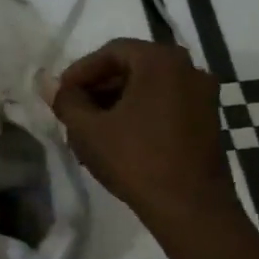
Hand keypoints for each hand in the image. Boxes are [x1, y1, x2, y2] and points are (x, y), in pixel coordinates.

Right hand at [51, 38, 243, 231]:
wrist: (190, 207)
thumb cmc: (135, 160)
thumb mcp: (88, 130)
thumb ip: (66, 101)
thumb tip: (49, 85)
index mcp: (161, 61)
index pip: (112, 51)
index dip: (81, 71)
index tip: (62, 94)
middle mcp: (188, 68)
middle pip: (133, 67)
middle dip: (100, 87)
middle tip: (74, 111)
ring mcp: (203, 95)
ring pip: (150, 87)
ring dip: (118, 101)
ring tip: (93, 129)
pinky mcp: (209, 120)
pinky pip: (167, 104)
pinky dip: (141, 113)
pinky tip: (121, 139)